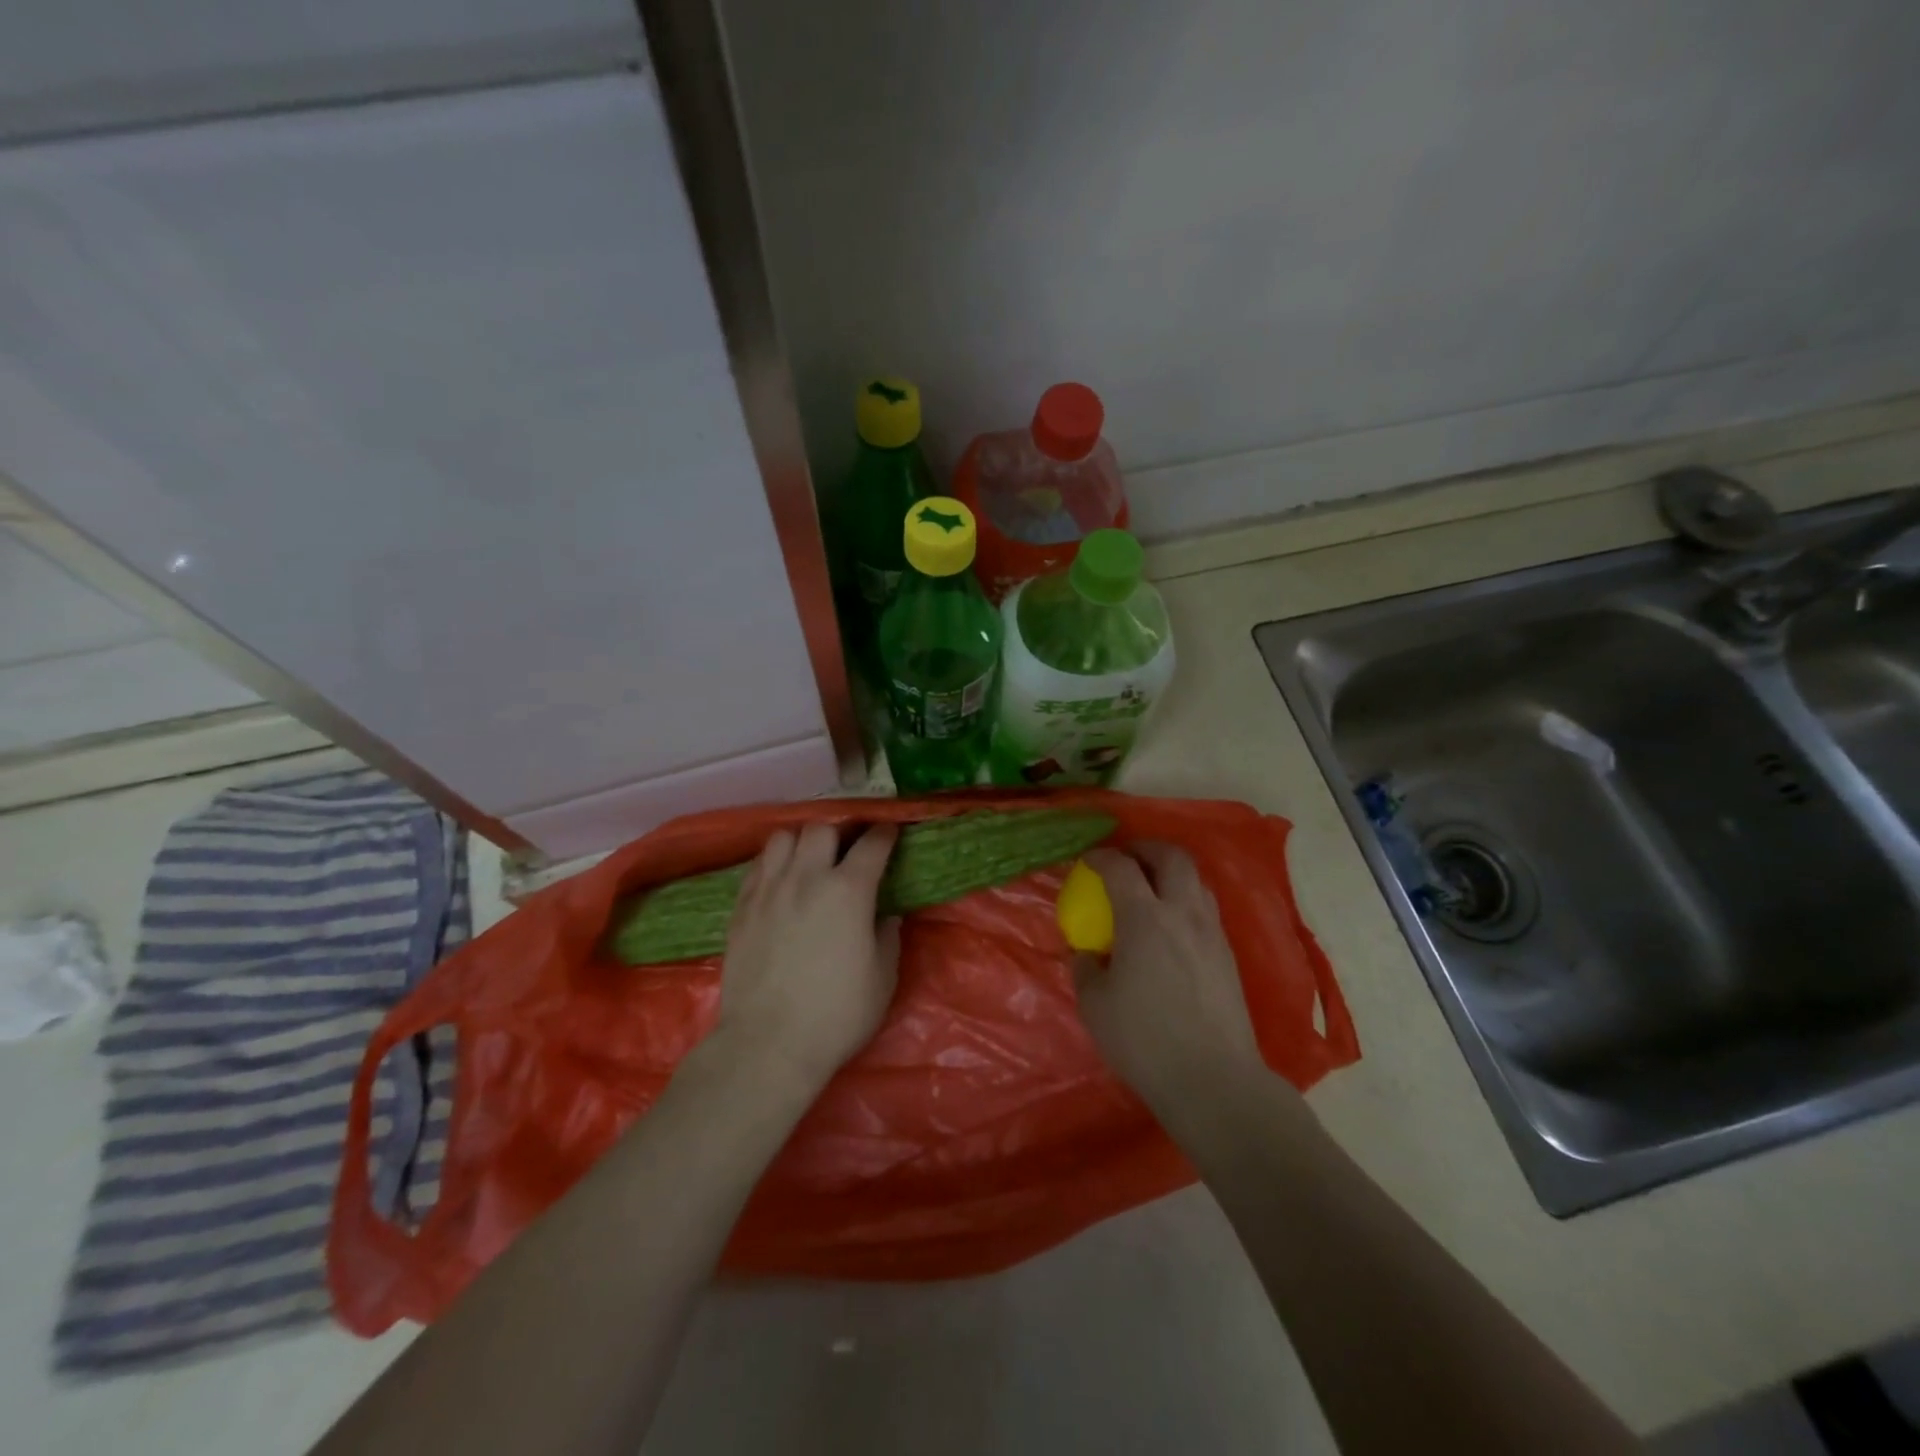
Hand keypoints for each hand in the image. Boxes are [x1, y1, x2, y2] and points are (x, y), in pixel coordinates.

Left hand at [711, 823, 902, 1094]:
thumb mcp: (882, 978)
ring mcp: (769, 890)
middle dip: (840, 832)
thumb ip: (887, 936)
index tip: (890, 833)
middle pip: (822, 828)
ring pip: (783, 837)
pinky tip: (781, 881)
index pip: (872, 844)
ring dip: (801, 842)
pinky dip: (773, 863)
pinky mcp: (741, 907)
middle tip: (847, 851)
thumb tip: (886, 915)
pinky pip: (757, 865)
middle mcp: (807, 878)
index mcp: (848, 890)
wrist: (768, 1044)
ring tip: (809, 860)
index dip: (885, 834)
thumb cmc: (837, 1014)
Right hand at [1074, 844, 1271, 1125]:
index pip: (1121, 867)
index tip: (1088, 860)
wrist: (1213, 1079)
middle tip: (1126, 857)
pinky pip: (1206, 907)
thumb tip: (1086, 952)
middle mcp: (1182, 913)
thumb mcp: (1095, 1005)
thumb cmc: (1144, 1040)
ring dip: (1170, 871)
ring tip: (1151, 886)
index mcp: (1144, 918)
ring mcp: (1211, 932)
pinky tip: (1171, 925)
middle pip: (1171, 856)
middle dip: (1146, 848)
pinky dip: (1185, 898)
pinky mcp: (1228, 954)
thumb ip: (1085, 968)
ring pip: (1196, 879)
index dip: (1101, 856)